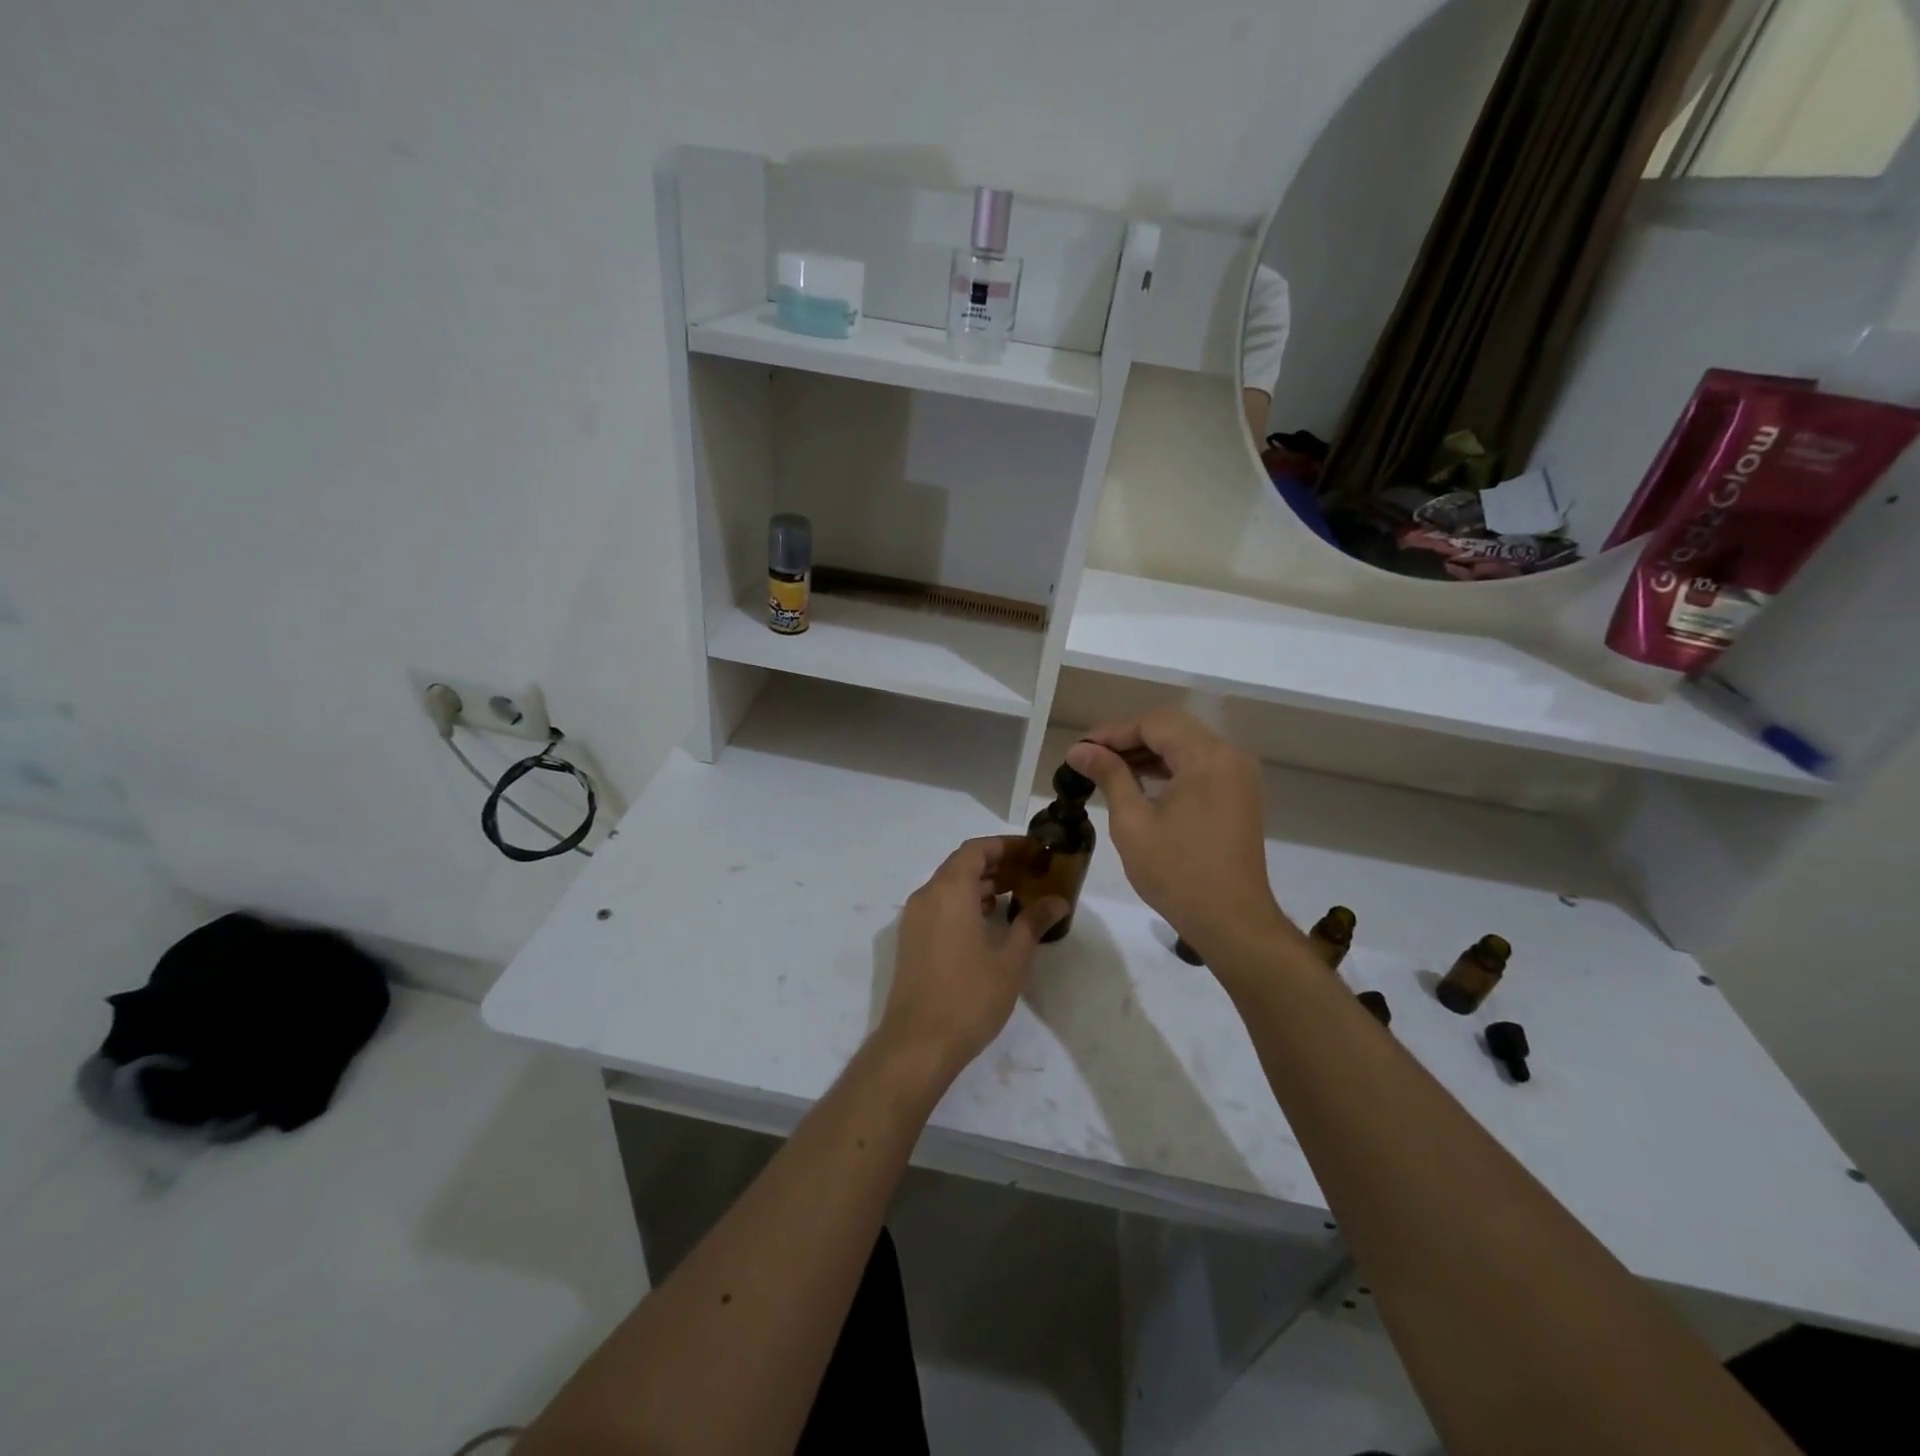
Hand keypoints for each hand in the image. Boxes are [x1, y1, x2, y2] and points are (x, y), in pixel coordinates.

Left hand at [878, 837, 1065, 1079]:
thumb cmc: (969, 996)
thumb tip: (1057, 901)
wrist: (918, 1043)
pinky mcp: (911, 941)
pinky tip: (989, 921)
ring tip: (1016, 894)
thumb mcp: (1011, 959)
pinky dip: (964, 903)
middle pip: (961, 865)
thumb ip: (1033, 923)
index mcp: (949, 890)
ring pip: (949, 886)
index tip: (1033, 851)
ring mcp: (914, 919)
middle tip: (1031, 872)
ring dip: (980, 884)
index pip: (976, 850)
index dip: (1005, 845)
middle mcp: (927, 896)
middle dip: (996, 864)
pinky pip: (940, 906)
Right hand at [1067, 708, 1289, 962]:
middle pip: (1172, 728)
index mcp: (1207, 757)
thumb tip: (1080, 750)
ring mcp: (1238, 776)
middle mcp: (1229, 756)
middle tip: (1090, 757)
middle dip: (1128, 738)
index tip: (1080, 749)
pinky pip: (1199, 766)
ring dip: (1147, 752)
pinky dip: (1168, 768)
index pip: (1154, 723)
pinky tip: (1139, 783)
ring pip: (1186, 746)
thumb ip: (1109, 776)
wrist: (1232, 922)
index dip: (1113, 731)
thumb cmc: (1178, 873)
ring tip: (1107, 769)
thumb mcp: (1133, 822)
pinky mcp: (1238, 796)